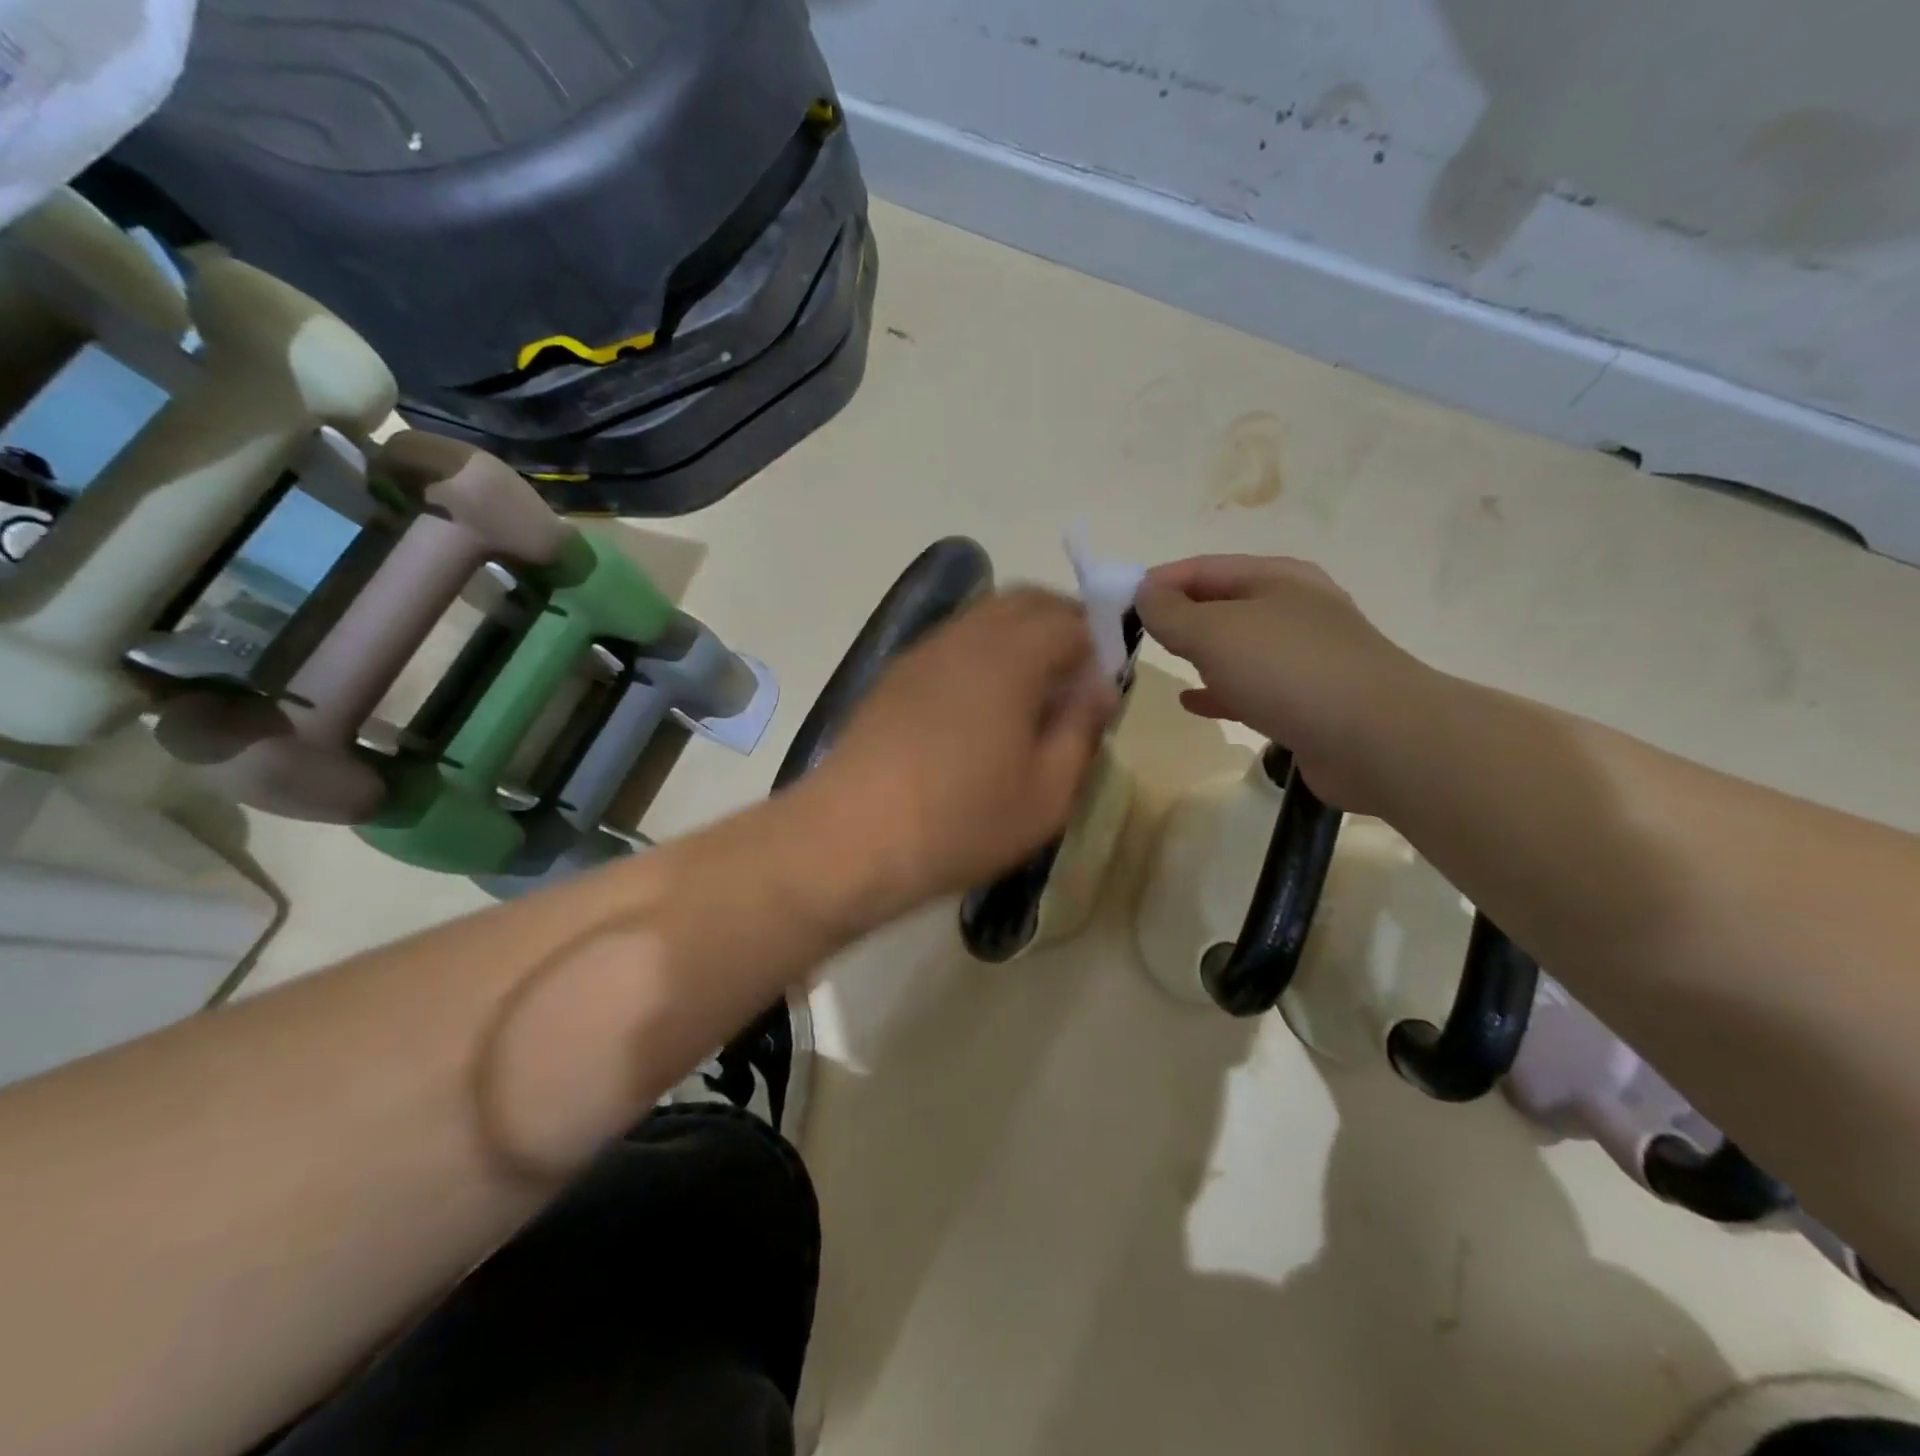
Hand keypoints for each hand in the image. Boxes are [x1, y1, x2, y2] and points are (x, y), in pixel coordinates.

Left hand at [811, 587, 1116, 910]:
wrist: (850, 838)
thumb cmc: (961, 821)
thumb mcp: (1046, 793)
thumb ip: (1080, 729)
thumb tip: (1100, 687)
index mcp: (1011, 657)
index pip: (1069, 619)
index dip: (1099, 642)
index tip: (1105, 682)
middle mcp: (965, 637)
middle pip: (1024, 602)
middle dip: (1060, 625)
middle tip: (1074, 677)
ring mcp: (923, 653)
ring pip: (983, 618)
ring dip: (1018, 638)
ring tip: (1029, 694)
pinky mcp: (894, 676)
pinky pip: (952, 643)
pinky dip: (981, 654)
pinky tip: (979, 707)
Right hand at [1135, 555, 1427, 810]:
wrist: (1375, 739)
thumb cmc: (1288, 669)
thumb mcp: (1216, 632)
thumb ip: (1172, 612)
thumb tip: (1145, 592)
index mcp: (1277, 578)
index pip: (1205, 567)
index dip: (1161, 580)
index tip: (1120, 602)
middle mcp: (1293, 609)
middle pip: (1222, 604)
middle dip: (1179, 616)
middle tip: (1135, 634)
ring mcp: (1305, 657)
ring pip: (1237, 647)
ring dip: (1199, 652)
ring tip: (1159, 661)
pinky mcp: (1308, 701)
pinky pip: (1250, 688)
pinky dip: (1219, 690)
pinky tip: (1191, 701)